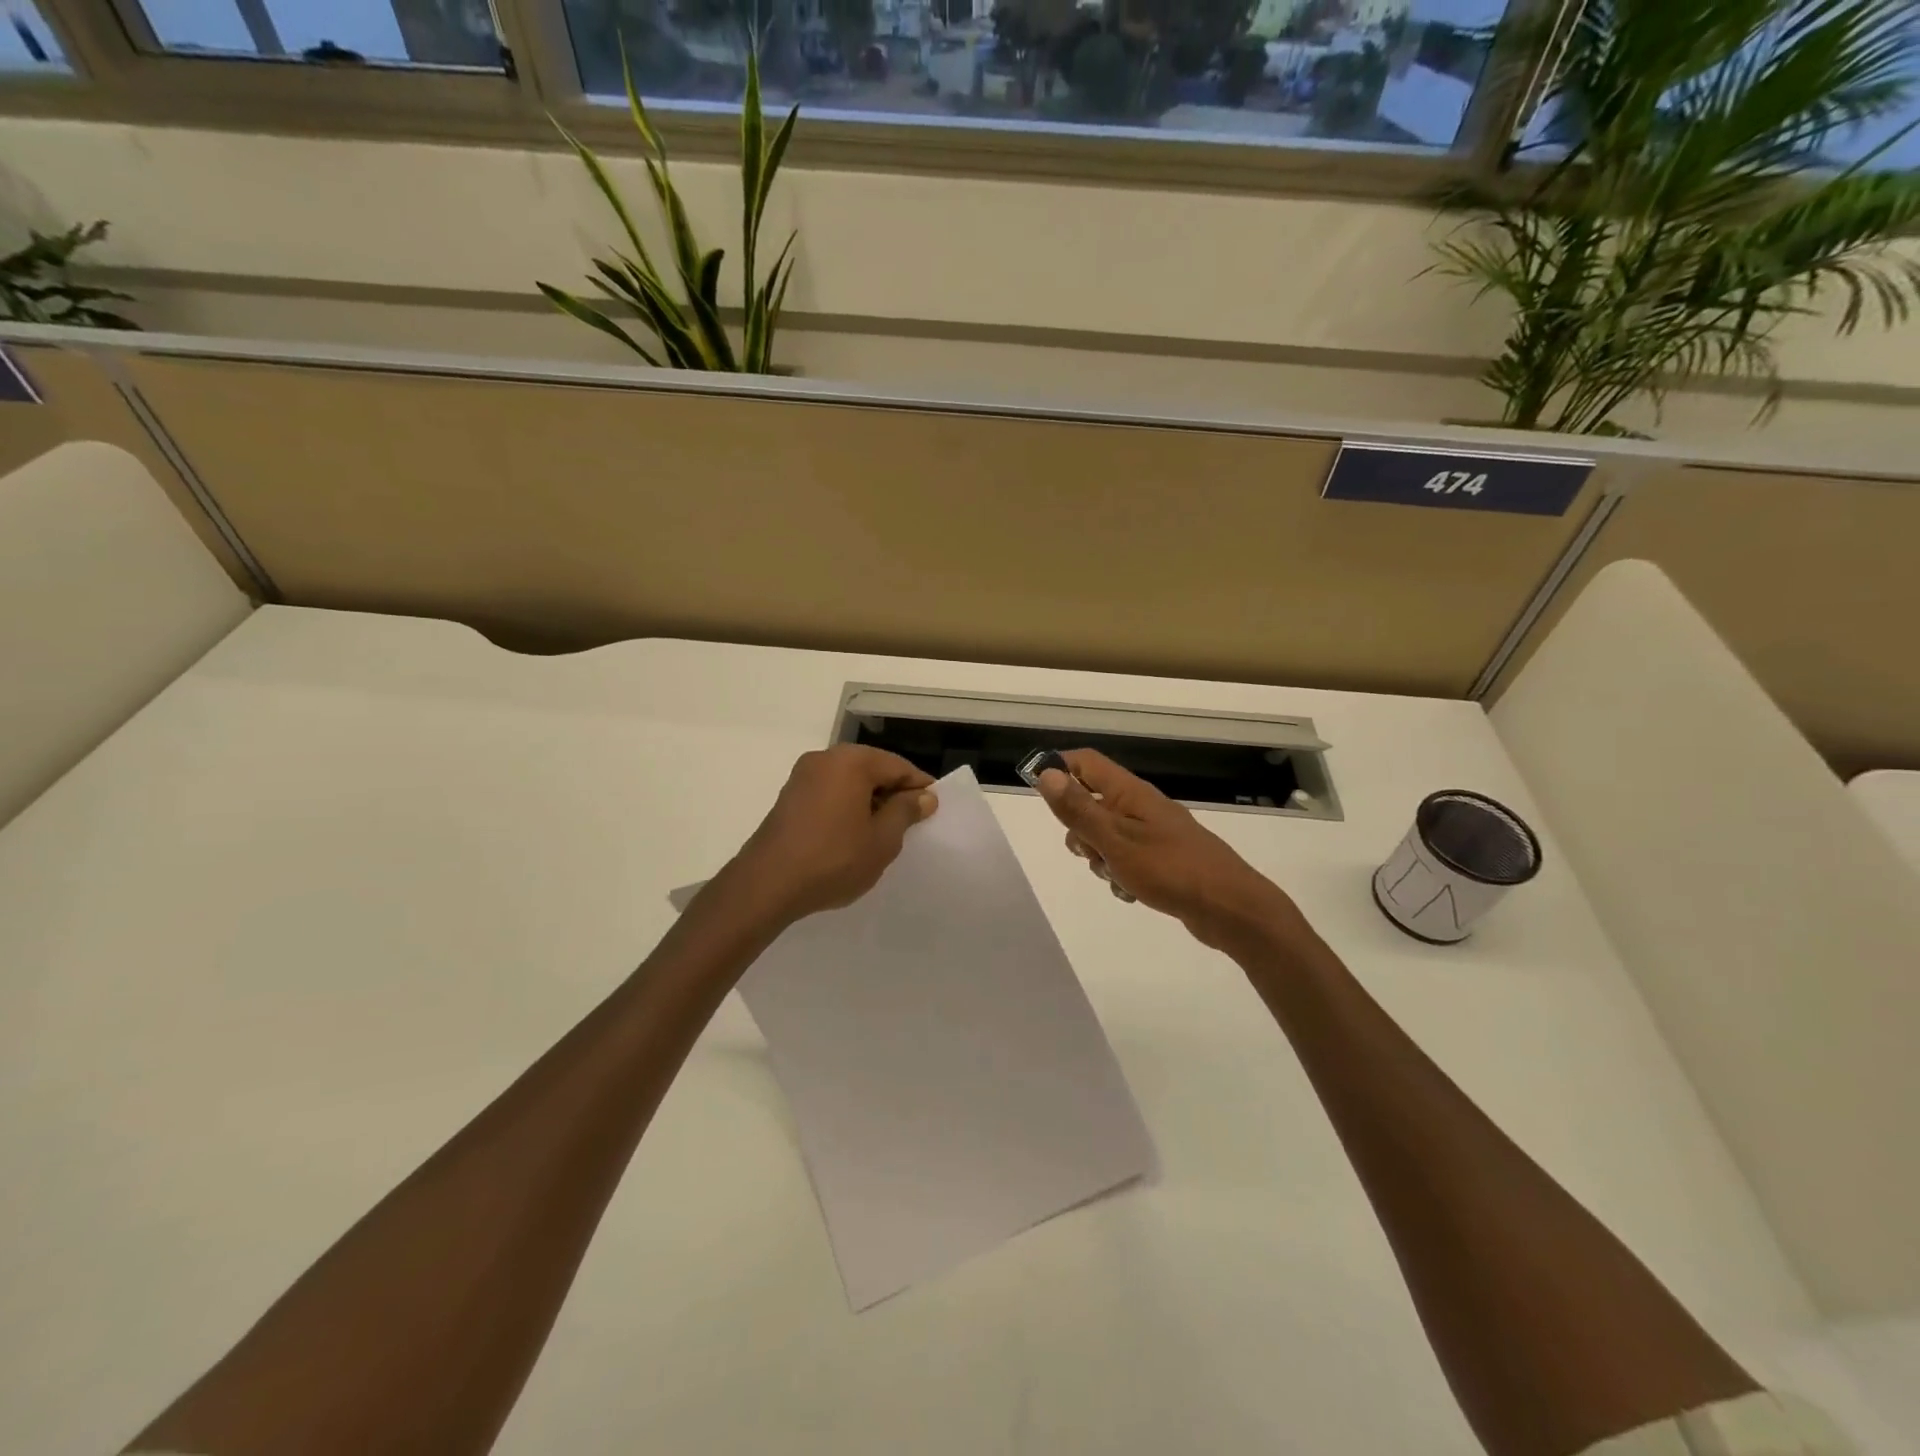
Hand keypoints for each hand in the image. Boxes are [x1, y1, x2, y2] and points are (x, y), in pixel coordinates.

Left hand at [731, 746, 937, 921]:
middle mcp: (825, 758)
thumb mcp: (882, 840)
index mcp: (851, 761)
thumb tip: (924, 796)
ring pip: (850, 782)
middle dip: (894, 794)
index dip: (920, 788)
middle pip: (872, 769)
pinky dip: (847, 807)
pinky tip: (853, 836)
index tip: (934, 811)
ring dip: (870, 802)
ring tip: (883, 834)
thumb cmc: (833, 860)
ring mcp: (802, 776)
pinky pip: (830, 793)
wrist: (766, 885)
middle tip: (911, 825)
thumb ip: (906, 812)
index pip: (898, 766)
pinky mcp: (789, 797)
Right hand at [1035, 749, 1295, 948]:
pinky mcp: (1162, 859)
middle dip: (1079, 829)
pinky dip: (1120, 873)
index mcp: (1129, 793)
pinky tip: (1131, 892)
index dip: (1058, 769)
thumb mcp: (1115, 841)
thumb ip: (1079, 809)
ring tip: (1115, 875)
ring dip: (1099, 856)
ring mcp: (1153, 833)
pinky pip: (1126, 859)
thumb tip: (1046, 774)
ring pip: (1106, 835)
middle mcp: (1140, 806)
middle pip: (1091, 802)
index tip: (1037, 792)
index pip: (1085, 762)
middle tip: (1088, 851)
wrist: (1229, 908)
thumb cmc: (1170, 869)